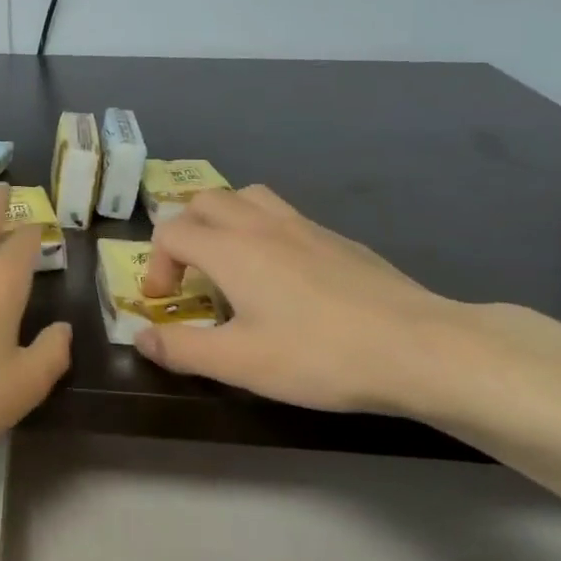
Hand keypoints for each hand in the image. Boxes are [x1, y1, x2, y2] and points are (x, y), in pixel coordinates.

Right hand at [137, 185, 465, 413]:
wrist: (420, 347)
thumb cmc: (319, 355)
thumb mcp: (239, 363)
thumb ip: (181, 348)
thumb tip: (141, 336)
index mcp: (231, 249)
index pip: (171, 232)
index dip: (157, 265)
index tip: (165, 303)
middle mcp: (262, 225)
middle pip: (204, 201)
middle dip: (184, 232)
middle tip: (191, 276)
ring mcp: (305, 226)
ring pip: (247, 197)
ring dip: (223, 220)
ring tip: (229, 261)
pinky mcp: (338, 239)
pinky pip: (284, 216)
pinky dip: (263, 231)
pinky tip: (283, 276)